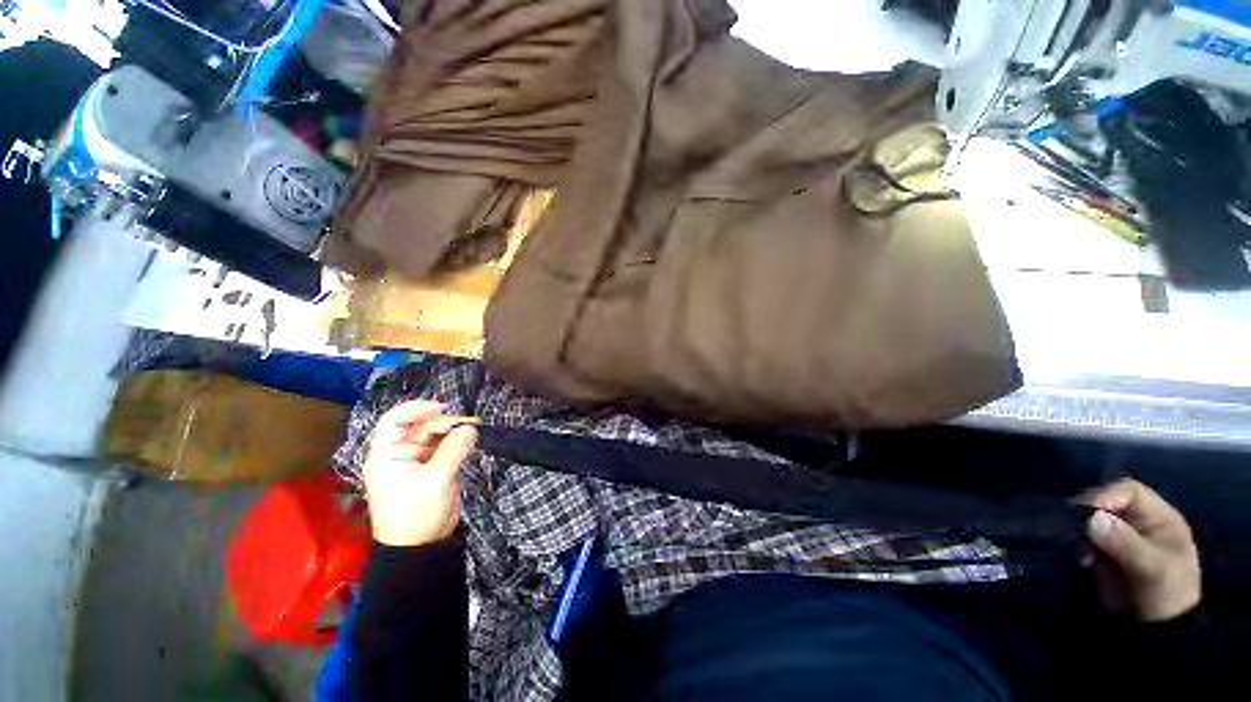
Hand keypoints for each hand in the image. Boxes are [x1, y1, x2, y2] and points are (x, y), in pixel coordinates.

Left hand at [363, 400, 477, 546]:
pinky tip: (471, 438)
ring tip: (473, 430)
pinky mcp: (434, 466)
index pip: (393, 421)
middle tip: (467, 424)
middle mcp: (400, 453)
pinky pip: (446, 445)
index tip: (441, 407)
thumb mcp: (435, 482)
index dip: (415, 409)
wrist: (422, 546)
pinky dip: (459, 440)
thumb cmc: (416, 515)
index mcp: (387, 456)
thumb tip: (471, 427)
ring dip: (454, 430)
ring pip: (436, 434)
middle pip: (420, 425)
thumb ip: (453, 451)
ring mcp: (418, 460)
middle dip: (443, 422)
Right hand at [1081, 479, 1200, 621]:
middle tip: (1073, 525)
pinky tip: (1079, 558)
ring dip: (1080, 528)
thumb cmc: (1165, 592)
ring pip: (1092, 519)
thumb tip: (1093, 518)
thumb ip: (1126, 542)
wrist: (1156, 630)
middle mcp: (1139, 520)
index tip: (1087, 509)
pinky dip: (1078, 542)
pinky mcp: (1104, 551)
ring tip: (1076, 544)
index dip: (1107, 494)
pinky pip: (1086, 537)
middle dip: (1088, 512)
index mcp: (1160, 516)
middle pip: (1107, 503)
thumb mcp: (1152, 568)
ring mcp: (1121, 537)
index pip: (1129, 490)